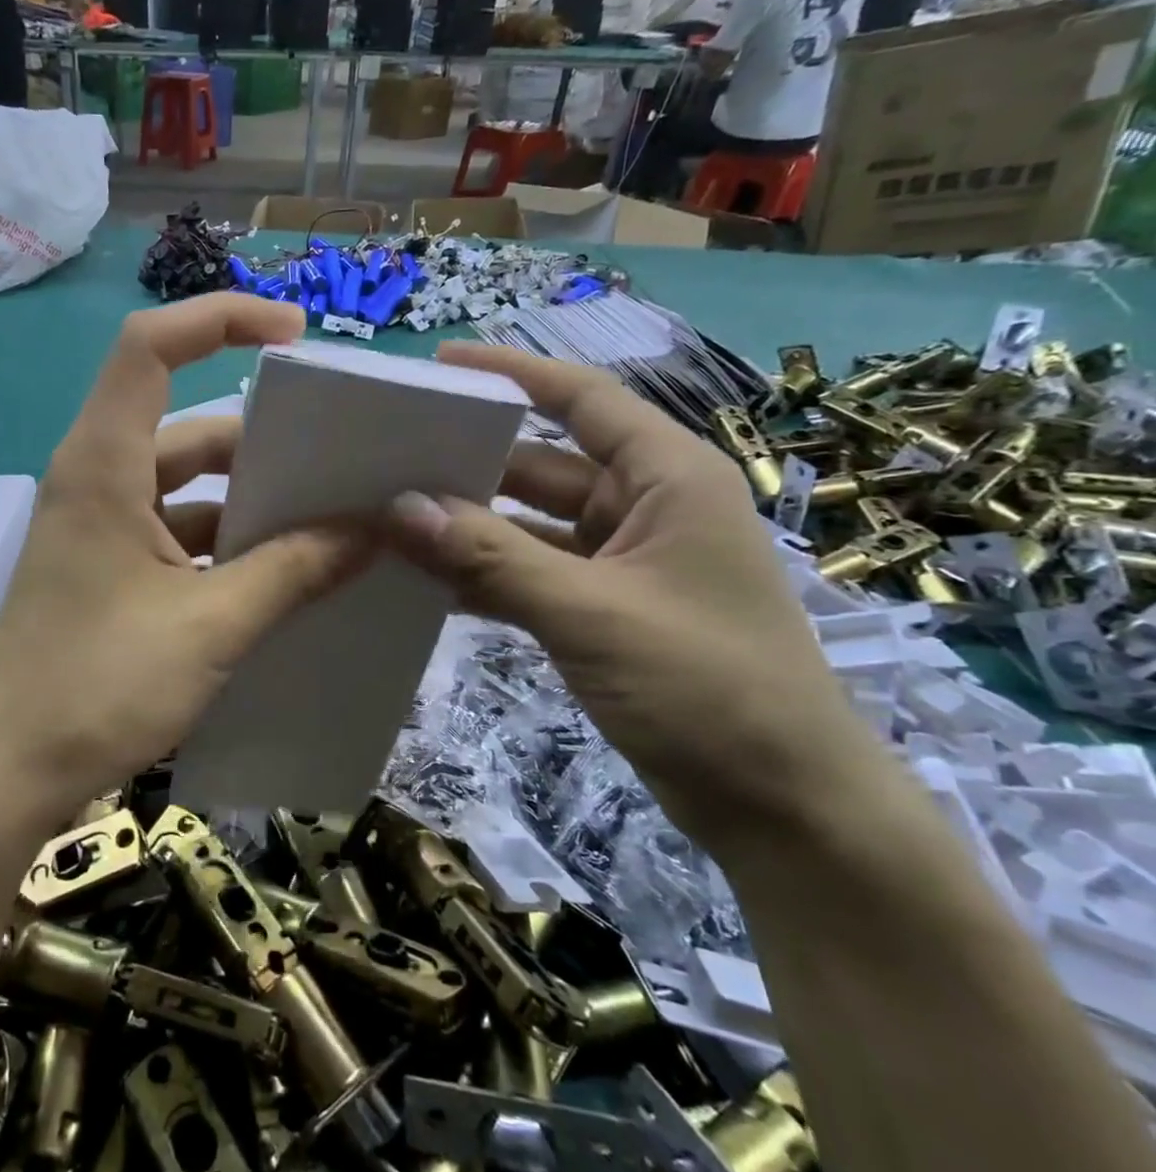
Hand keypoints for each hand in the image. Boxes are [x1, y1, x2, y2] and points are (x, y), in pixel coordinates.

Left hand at [0, 296, 373, 824]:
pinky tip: (284, 572)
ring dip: (250, 500)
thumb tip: (373, 530)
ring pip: (186, 487)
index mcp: (102, 465)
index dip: (220, 319)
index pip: (150, 347)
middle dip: (263, 438)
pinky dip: (228, 544)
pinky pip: (177, 533)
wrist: (10, 775)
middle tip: (342, 455)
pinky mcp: (107, 571)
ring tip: (331, 518)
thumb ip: (295, 570)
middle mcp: (96, 482)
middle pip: (185, 426)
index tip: (295, 336)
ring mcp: (100, 529)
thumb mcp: (212, 625)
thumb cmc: (99, 686)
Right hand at [385, 342, 882, 850]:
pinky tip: (427, 583)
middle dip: (470, 465)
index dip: (513, 374)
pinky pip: (531, 575)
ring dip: (469, 528)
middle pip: (542, 465)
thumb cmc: (706, 686)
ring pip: (530, 527)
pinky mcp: (605, 610)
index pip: (582, 400)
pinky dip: (486, 577)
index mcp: (668, 478)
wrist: (782, 806)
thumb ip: (489, 557)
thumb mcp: (589, 612)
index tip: (440, 365)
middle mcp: (646, 507)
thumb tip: (398, 507)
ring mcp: (624, 563)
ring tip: (391, 520)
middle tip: (389, 460)